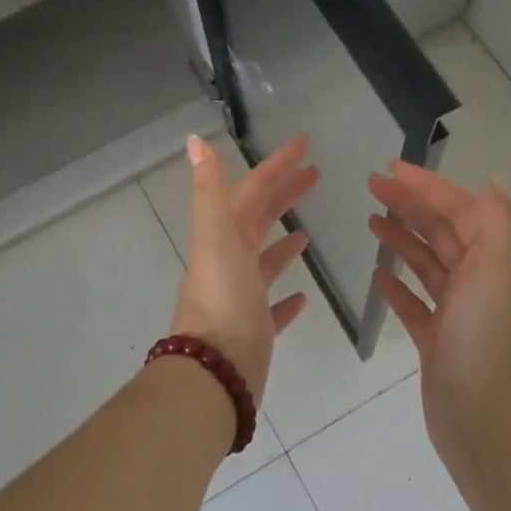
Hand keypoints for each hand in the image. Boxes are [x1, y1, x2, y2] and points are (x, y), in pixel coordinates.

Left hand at [170, 135, 317, 401]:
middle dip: (285, 194)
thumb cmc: (223, 300)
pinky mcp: (256, 328)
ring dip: (283, 243)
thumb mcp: (216, 238)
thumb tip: (195, 140)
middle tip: (316, 175)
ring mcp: (243, 296)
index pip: (254, 189)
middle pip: (260, 218)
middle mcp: (231, 262)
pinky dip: (287, 297)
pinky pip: (273, 306)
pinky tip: (304, 295)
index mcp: (224, 237)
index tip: (305, 142)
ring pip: (265, 262)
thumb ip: (210, 191)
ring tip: (307, 233)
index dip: (277, 164)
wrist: (215, 371)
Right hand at [368, 165, 510, 454]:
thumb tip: (495, 179)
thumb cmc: (488, 346)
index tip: (391, 168)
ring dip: (403, 239)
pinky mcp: (439, 343)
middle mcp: (481, 283)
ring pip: (428, 265)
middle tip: (371, 185)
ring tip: (371, 221)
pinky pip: (416, 305)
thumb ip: (498, 224)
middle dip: (410, 205)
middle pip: (443, 232)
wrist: (486, 428)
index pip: (462, 211)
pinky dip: (398, 286)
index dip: (429, 187)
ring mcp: (459, 315)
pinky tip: (377, 276)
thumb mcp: (500, 275)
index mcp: (496, 263)